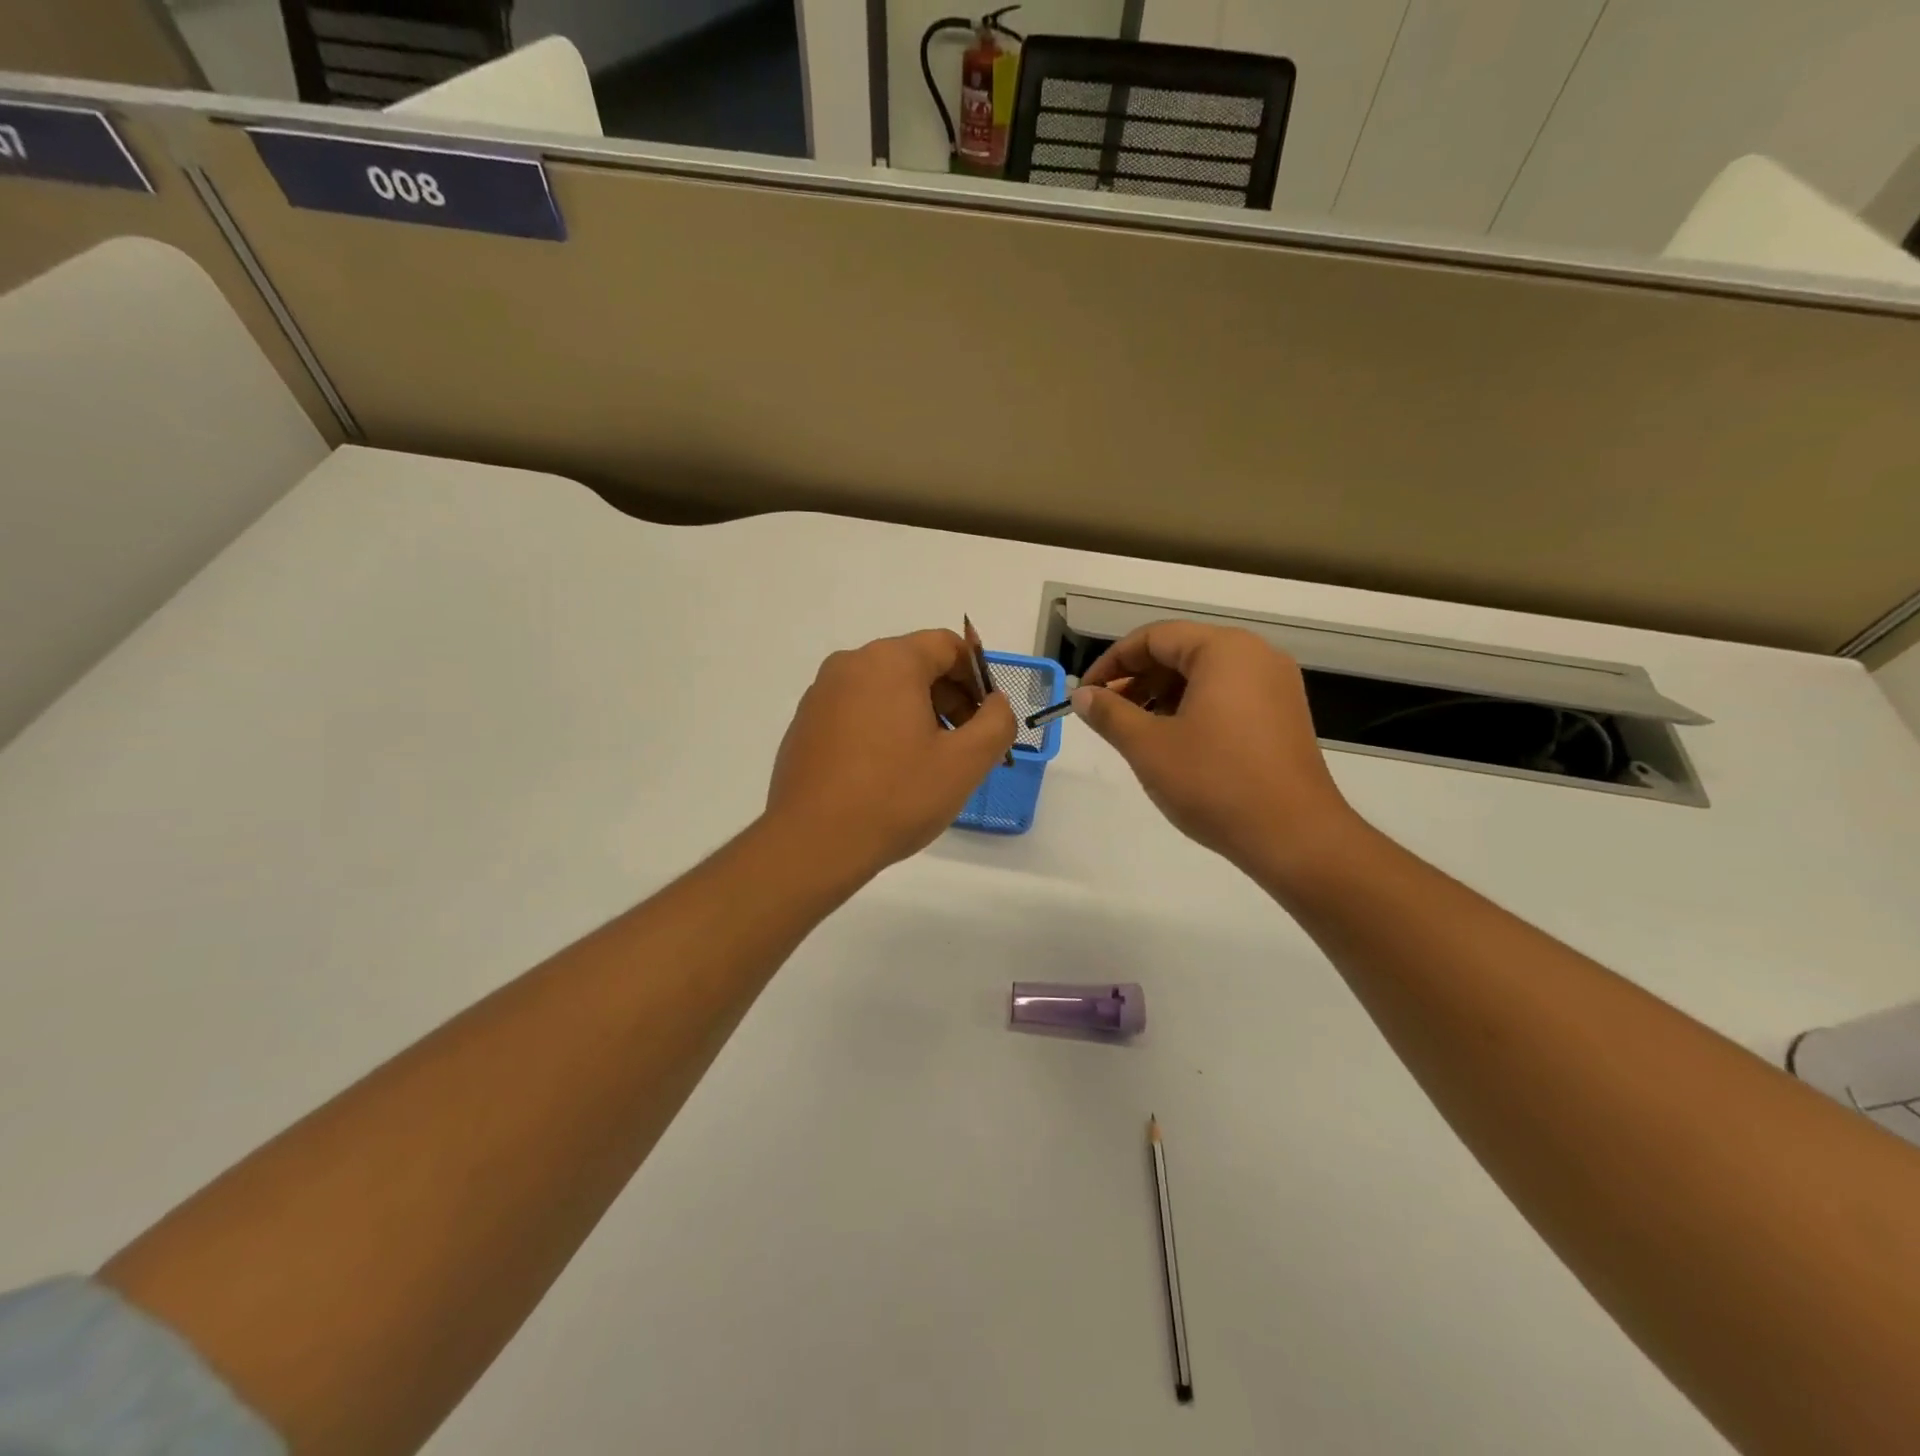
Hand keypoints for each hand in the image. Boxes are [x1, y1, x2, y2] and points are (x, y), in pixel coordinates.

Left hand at [765, 630, 1016, 881]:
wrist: (812, 843)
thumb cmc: (896, 796)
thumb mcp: (966, 762)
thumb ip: (997, 722)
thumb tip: (995, 703)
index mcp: (890, 661)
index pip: (947, 646)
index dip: (978, 677)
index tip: (988, 718)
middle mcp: (850, 665)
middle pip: (915, 665)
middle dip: (949, 698)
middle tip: (965, 745)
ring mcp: (821, 694)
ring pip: (885, 689)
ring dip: (917, 715)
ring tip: (929, 764)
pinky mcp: (805, 725)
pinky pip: (857, 711)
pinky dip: (883, 729)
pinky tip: (888, 774)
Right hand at [1071, 622, 1358, 882]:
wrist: (1294, 837)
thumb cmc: (1214, 783)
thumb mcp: (1148, 747)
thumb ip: (1110, 714)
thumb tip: (1083, 695)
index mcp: (1224, 650)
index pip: (1154, 637)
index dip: (1112, 662)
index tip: (1086, 694)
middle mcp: (1256, 655)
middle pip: (1182, 651)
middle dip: (1138, 679)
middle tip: (1107, 714)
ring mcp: (1276, 685)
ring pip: (1205, 675)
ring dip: (1163, 695)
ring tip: (1136, 731)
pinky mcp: (1284, 715)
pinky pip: (1228, 695)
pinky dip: (1194, 708)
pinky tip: (1174, 742)